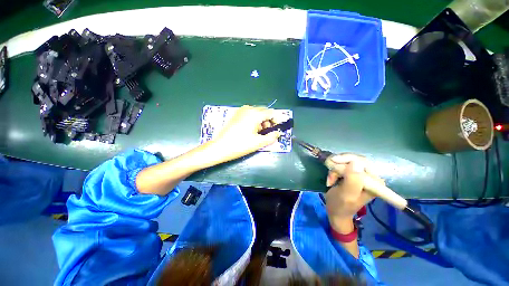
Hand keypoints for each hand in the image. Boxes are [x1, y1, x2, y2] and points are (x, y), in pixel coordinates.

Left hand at [208, 105, 282, 162]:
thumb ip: (272, 137)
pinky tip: (250, 129)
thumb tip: (277, 133)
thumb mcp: (259, 142)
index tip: (276, 129)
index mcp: (255, 114)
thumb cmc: (240, 145)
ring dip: (261, 120)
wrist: (220, 147)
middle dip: (268, 121)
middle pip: (264, 111)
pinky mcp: (236, 114)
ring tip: (258, 132)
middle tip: (267, 132)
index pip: (271, 113)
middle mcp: (248, 109)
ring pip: (256, 112)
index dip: (276, 121)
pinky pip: (249, 114)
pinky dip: (253, 120)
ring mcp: (241, 111)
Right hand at [325, 154, 383, 230]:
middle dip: (339, 166)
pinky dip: (334, 170)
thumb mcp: (346, 195)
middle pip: (353, 160)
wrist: (336, 212)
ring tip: (330, 179)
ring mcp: (362, 175)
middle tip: (330, 175)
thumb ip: (352, 180)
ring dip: (335, 169)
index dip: (346, 159)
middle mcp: (371, 176)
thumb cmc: (340, 206)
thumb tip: (355, 163)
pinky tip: (332, 178)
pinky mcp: (354, 174)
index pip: (362, 161)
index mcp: (374, 182)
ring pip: (346, 162)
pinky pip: (343, 165)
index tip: (332, 162)